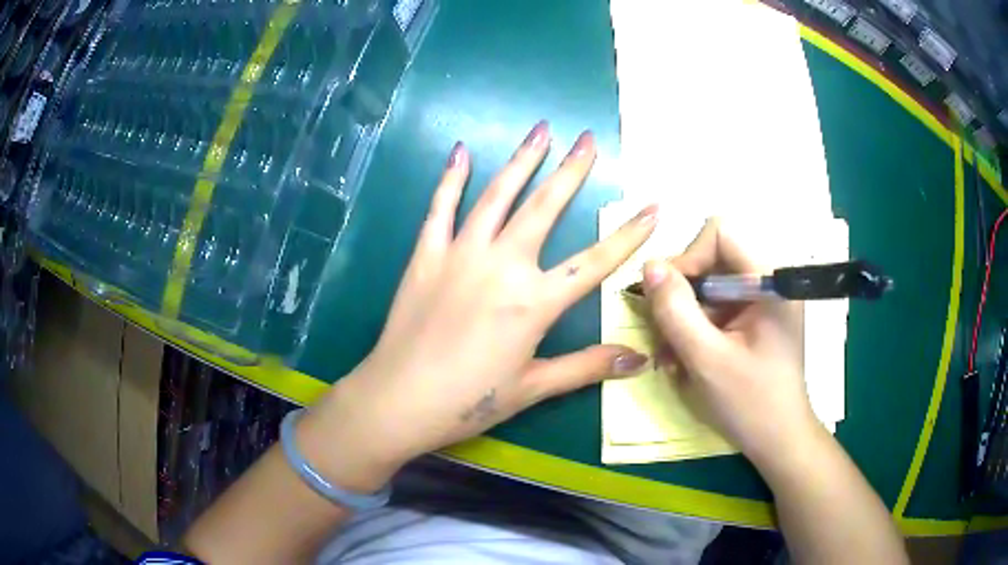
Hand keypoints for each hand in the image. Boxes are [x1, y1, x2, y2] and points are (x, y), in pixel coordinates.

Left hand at [306, 122, 656, 485]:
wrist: (399, 398)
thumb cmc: (469, 400)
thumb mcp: (534, 387)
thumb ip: (588, 367)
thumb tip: (642, 359)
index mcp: (534, 302)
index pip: (595, 261)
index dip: (629, 234)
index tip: (653, 206)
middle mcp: (502, 266)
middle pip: (545, 208)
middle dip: (572, 171)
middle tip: (588, 138)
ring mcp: (460, 254)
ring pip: (497, 196)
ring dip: (521, 160)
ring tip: (541, 129)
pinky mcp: (426, 255)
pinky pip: (440, 208)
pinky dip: (451, 178)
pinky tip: (461, 151)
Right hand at [643, 219, 816, 464]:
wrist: (778, 441)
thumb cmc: (751, 404)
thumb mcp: (707, 360)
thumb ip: (676, 311)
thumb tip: (649, 266)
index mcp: (771, 282)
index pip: (720, 234)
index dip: (689, 258)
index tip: (668, 298)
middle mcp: (768, 282)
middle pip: (711, 259)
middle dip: (682, 295)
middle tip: (664, 334)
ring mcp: (761, 301)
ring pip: (708, 286)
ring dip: (684, 317)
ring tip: (671, 356)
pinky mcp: (753, 319)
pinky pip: (715, 308)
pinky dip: (695, 329)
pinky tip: (685, 359)